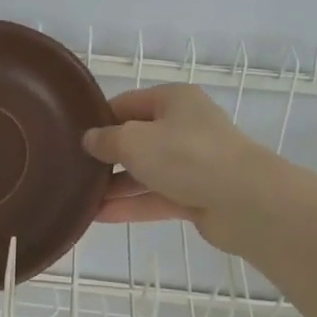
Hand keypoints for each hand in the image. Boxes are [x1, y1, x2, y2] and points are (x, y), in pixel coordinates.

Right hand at [83, 85, 283, 253]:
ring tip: (80, 197)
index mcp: (174, 100)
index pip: (128, 103)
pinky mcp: (198, 195)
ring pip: (146, 171)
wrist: (245, 201)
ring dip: (116, 185)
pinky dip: (132, 205)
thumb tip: (90, 139)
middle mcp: (185, 127)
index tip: (72, 135)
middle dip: (107, 156)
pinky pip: (157, 197)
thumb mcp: (134, 141)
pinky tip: (99, 216)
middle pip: (138, 139)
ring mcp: (193, 163)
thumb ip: (107, 140)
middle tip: (72, 169)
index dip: (99, 118)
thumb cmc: (186, 156)